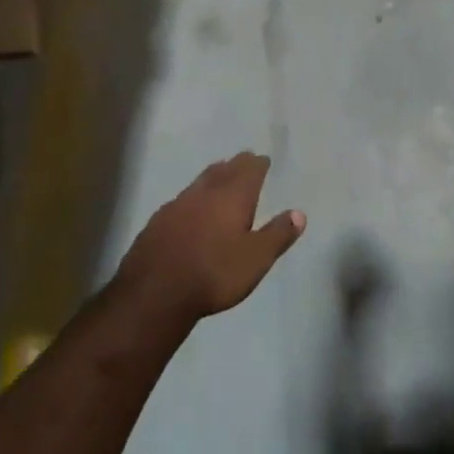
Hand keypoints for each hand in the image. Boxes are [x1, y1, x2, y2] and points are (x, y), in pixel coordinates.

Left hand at [113, 153, 305, 326]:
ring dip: (213, 176)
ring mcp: (178, 203)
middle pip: (224, 169)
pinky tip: (190, 210)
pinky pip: (181, 200)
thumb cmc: (214, 274)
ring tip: (220, 177)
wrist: (155, 293)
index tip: (263, 161)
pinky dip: (192, 198)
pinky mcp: (158, 220)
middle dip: (237, 164)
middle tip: (244, 162)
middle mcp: (206, 191)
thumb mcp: (256, 259)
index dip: (259, 164)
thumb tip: (299, 213)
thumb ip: (278, 234)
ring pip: (201, 181)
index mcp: (233, 196)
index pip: (250, 169)